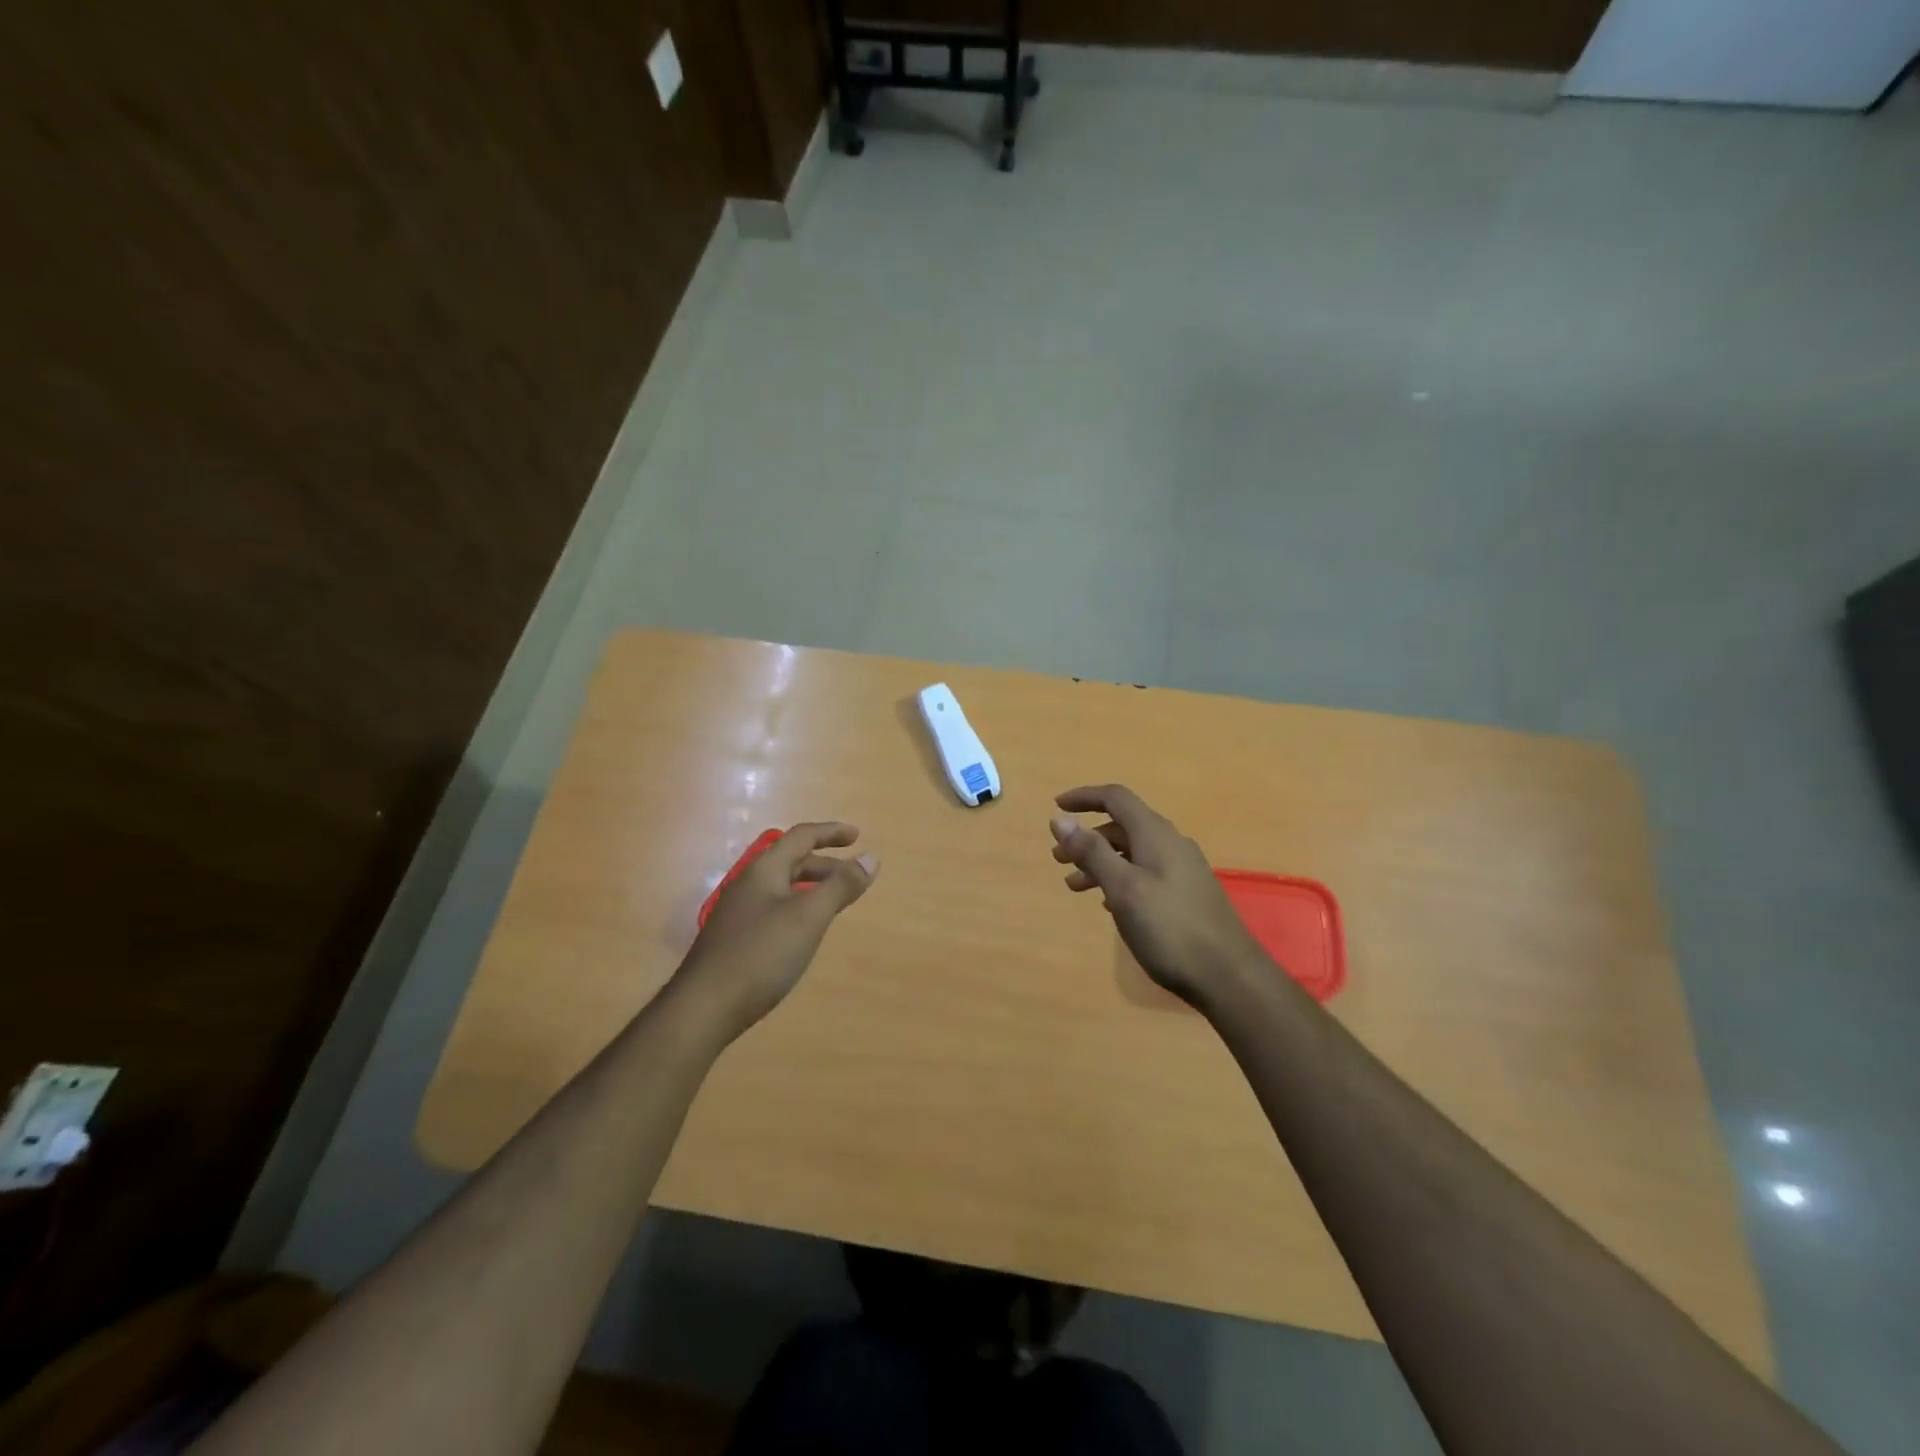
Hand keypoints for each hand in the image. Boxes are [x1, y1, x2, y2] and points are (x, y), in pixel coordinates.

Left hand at [677, 822, 877, 1038]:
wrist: (703, 1009)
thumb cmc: (761, 954)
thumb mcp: (809, 917)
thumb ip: (841, 886)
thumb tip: (871, 858)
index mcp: (764, 870)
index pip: (801, 837)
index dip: (831, 832)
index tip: (857, 836)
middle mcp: (749, 885)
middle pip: (791, 861)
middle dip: (825, 863)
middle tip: (853, 876)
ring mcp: (739, 913)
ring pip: (783, 887)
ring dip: (812, 887)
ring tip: (835, 902)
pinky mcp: (736, 940)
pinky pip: (775, 909)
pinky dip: (798, 908)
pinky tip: (805, 932)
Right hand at [1050, 785, 1265, 1009]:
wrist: (1229, 976)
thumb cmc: (1170, 929)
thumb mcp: (1123, 889)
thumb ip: (1092, 852)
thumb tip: (1060, 819)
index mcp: (1155, 834)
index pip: (1116, 798)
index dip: (1084, 797)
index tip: (1056, 808)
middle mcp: (1171, 844)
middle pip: (1122, 826)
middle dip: (1087, 837)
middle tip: (1058, 860)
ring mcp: (1182, 869)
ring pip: (1132, 852)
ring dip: (1100, 862)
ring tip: (1075, 887)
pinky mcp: (1187, 894)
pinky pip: (1145, 872)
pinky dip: (1120, 878)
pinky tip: (1109, 904)